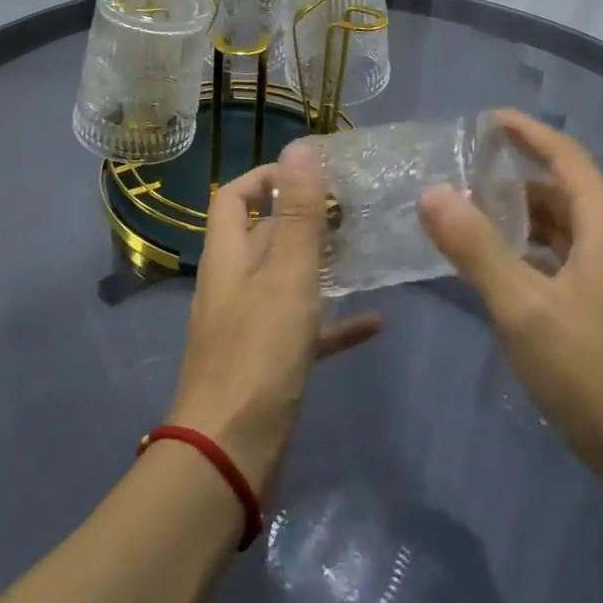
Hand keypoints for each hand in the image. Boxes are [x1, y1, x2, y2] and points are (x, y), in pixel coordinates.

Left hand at [169, 142, 381, 491]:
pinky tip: (375, 323)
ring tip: (365, 252)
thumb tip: (301, 146)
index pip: (233, 196)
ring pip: (286, 281)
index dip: (266, 177)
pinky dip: (334, 321)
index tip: (311, 173)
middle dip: (303, 218)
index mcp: (228, 257)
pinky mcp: (269, 364)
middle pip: (264, 236)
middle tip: (353, 209)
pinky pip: (305, 330)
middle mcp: (233, 285)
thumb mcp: (287, 276)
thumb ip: (299, 214)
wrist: (230, 456)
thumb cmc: (259, 355)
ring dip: (321, 266)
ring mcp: (250, 326)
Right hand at [419, 110, 602, 489]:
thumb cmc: (595, 376)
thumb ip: (475, 248)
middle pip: (564, 191)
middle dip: (514, 179)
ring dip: (522, 219)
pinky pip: (570, 260)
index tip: (485, 120)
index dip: (526, 132)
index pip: (565, 157)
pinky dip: (534, 252)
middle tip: (462, 178)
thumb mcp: (523, 309)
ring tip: (472, 220)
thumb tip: (433, 194)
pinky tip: (503, 271)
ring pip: (566, 229)